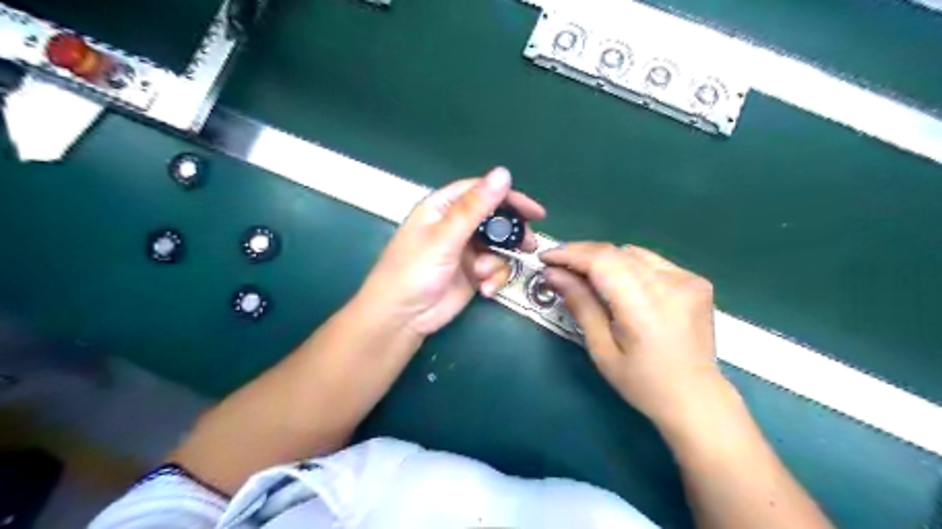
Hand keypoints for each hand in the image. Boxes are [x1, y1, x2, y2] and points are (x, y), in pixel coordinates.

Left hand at [358, 168, 544, 335]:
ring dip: (498, 262)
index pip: (480, 192)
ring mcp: (465, 251)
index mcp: (443, 208)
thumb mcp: (445, 237)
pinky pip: (494, 269)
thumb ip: (475, 207)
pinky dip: (493, 278)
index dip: (508, 197)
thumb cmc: (414, 271)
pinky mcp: (471, 273)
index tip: (534, 211)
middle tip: (528, 244)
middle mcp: (455, 226)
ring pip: (497, 247)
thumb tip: (503, 173)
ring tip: (485, 274)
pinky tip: (484, 290)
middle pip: (494, 219)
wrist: (401, 318)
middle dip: (510, 234)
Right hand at [537, 245, 726, 429]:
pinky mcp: (695, 281)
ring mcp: (687, 279)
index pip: (602, 261)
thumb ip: (581, 305)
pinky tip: (619, 283)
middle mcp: (671, 285)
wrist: (696, 399)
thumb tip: (553, 274)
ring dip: (604, 259)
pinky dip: (627, 265)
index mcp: (646, 307)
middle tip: (558, 266)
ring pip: (632, 253)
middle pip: (616, 252)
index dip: (571, 254)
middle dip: (582, 254)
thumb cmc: (643, 384)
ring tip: (585, 275)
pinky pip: (651, 261)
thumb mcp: (602, 350)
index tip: (546, 258)